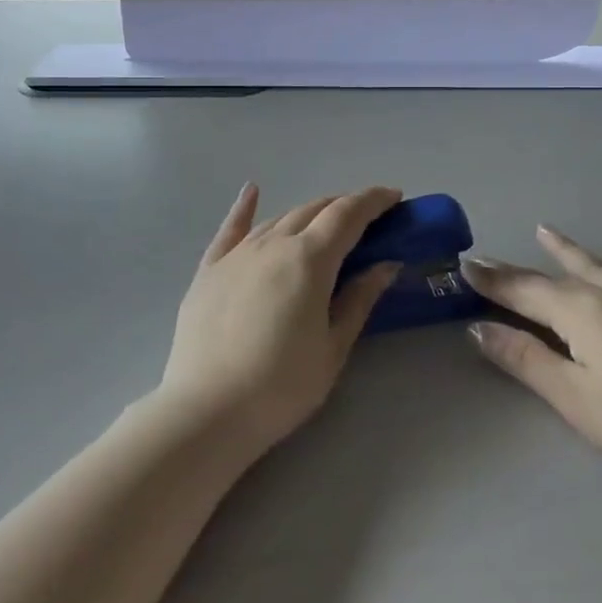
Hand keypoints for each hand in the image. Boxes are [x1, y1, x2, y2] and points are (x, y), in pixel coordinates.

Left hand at [159, 184, 401, 456]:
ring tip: (326, 222)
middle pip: (314, 210)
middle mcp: (273, 243)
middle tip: (367, 220)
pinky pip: (231, 230)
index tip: (394, 197)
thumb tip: (386, 264)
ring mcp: (237, 254)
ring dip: (308, 214)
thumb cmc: (281, 385)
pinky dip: (244, 208)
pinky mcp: (209, 270)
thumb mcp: (333, 347)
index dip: (374, 201)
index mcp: (309, 259)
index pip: (348, 215)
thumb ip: (359, 299)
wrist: (207, 411)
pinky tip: (251, 191)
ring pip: (280, 218)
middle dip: (344, 207)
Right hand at [465, 227, 601, 485]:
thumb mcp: (574, 399)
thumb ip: (526, 360)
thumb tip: (479, 329)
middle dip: (519, 270)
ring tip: (546, 230)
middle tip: (490, 258)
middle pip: (556, 277)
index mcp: (580, 313)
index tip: (463, 265)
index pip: (524, 292)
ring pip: (601, 266)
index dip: (492, 281)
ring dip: (570, 250)